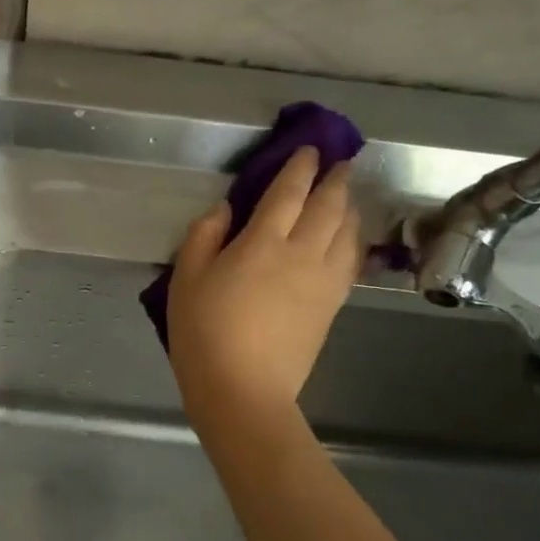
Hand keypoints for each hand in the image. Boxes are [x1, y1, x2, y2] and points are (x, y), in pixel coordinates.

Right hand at [167, 148, 362, 427]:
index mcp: (262, 243)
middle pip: (328, 207)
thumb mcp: (186, 280)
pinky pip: (351, 261)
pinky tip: (349, 238)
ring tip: (348, 195)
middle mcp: (302, 254)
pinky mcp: (332, 306)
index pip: (288, 193)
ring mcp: (323, 281)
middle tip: (341, 162)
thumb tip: (225, 210)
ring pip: (347, 232)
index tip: (309, 150)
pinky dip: (353, 240)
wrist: (243, 390)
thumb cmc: (204, 333)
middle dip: (336, 180)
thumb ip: (203, 237)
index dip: (300, 168)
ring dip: (350, 207)